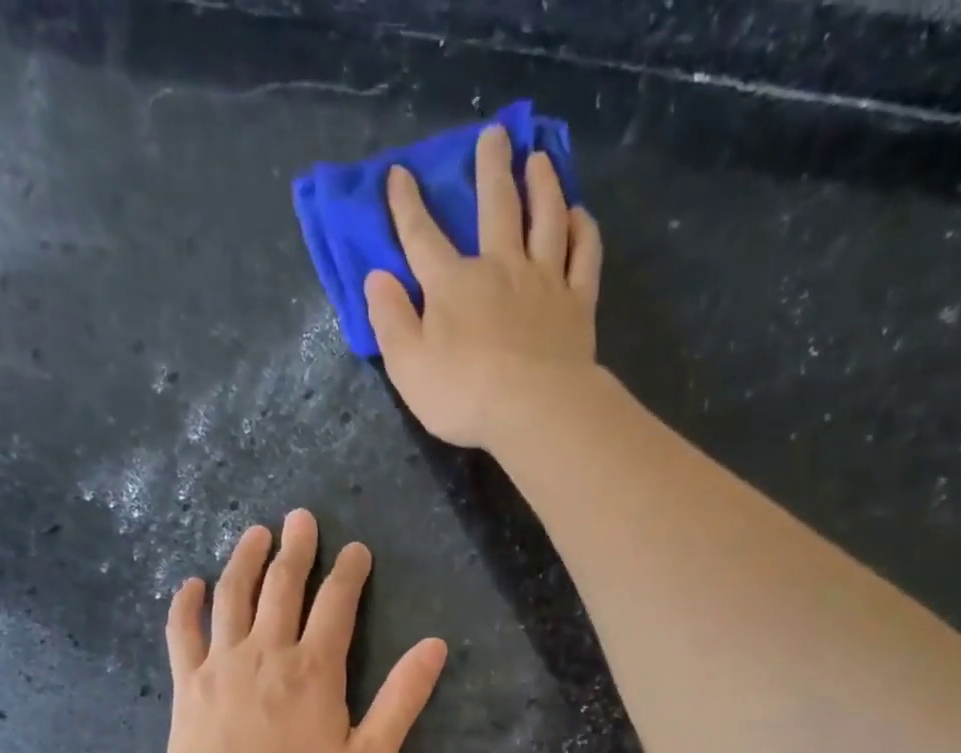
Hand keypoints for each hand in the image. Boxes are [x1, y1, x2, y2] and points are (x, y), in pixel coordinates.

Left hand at [162, 509, 448, 752]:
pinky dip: (186, 603)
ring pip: (233, 595)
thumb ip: (401, 700)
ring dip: (246, 559)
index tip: (356, 549)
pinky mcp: (188, 682)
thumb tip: (434, 646)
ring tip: (256, 533)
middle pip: (283, 586)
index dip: (349, 572)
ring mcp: (222, 663)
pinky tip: (191, 583)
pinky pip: (183, 631)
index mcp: (316, 669)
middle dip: (297, 548)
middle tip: (302, 518)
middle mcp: (268, 651)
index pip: (337, 603)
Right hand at [365, 124, 603, 449]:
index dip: (407, 205)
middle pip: (497, 206)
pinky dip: (583, 230)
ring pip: (546, 218)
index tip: (400, 173)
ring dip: (543, 184)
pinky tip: (579, 216)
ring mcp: (543, 281)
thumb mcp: (408, 366)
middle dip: (491, 168)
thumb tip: (376, 278)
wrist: (534, 410)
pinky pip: (584, 256)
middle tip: (495, 135)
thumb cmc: (464, 394)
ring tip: (539, 159)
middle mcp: (499, 267)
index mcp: (452, 284)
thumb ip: (391, 320)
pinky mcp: (577, 303)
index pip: (422, 237)